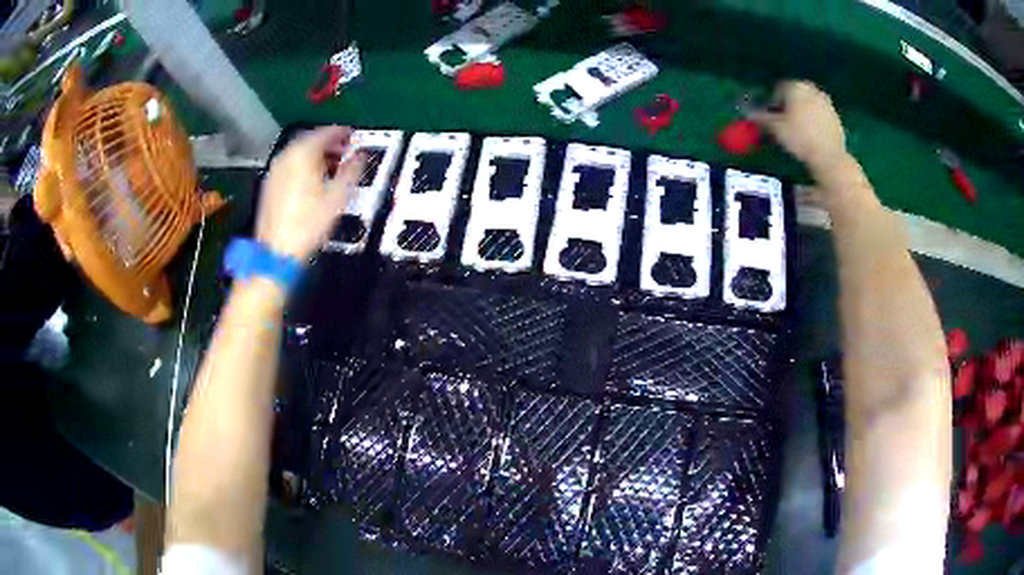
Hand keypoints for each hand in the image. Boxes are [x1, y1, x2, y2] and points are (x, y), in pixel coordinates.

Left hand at [256, 126, 364, 261]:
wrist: (277, 251)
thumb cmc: (308, 224)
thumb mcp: (338, 196)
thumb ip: (351, 170)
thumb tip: (360, 156)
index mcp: (302, 154)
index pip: (326, 132)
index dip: (342, 132)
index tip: (353, 136)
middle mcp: (286, 156)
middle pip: (310, 140)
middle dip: (329, 143)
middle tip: (345, 149)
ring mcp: (275, 170)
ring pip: (299, 153)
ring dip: (317, 154)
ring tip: (332, 165)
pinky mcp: (270, 185)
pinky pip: (291, 165)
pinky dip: (304, 166)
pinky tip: (314, 179)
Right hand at [752, 81, 847, 173]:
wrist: (830, 158)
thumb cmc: (800, 138)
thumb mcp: (776, 129)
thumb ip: (761, 118)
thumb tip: (748, 114)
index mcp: (795, 86)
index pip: (778, 90)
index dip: (772, 104)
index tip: (770, 119)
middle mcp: (812, 89)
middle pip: (794, 95)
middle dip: (788, 107)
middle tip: (783, 125)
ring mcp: (826, 102)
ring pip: (808, 105)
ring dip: (801, 114)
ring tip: (797, 132)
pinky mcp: (836, 117)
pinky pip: (819, 115)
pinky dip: (814, 122)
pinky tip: (811, 137)